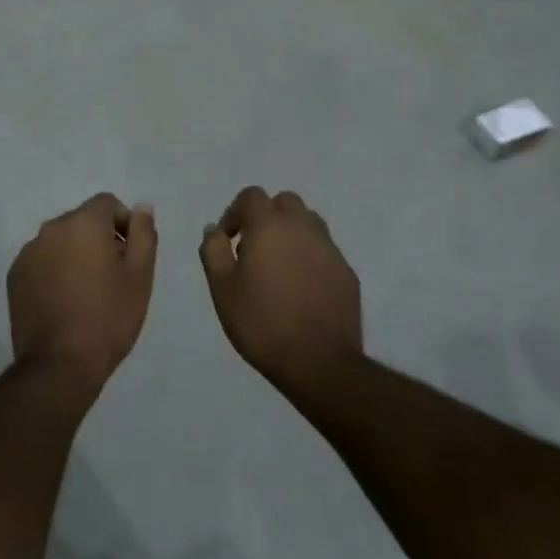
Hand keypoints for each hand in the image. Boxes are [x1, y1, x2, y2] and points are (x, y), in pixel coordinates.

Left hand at [8, 193, 157, 392]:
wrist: (60, 363)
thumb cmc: (108, 317)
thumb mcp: (140, 276)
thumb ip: (143, 234)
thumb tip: (140, 208)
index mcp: (83, 223)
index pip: (107, 203)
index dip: (123, 224)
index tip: (129, 257)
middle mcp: (51, 229)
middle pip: (82, 221)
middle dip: (98, 240)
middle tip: (111, 278)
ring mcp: (28, 252)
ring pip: (60, 242)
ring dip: (74, 255)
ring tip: (86, 294)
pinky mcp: (15, 276)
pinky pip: (41, 261)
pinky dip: (54, 272)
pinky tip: (63, 303)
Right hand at [199, 187, 362, 398]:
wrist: (318, 362)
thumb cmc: (261, 322)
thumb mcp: (222, 288)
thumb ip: (213, 251)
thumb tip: (214, 229)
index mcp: (270, 226)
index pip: (251, 196)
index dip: (235, 213)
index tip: (228, 241)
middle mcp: (303, 228)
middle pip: (285, 203)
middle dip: (266, 217)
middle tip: (253, 249)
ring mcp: (330, 249)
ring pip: (308, 223)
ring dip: (291, 233)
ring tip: (278, 266)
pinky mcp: (347, 272)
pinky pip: (324, 251)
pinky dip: (310, 257)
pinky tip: (301, 288)